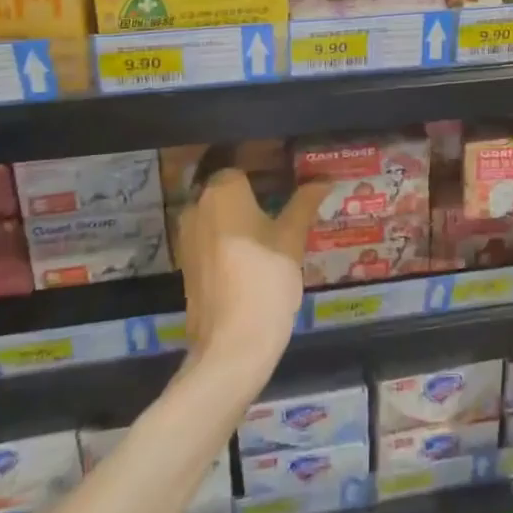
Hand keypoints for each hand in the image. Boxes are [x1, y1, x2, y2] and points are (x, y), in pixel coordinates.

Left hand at [175, 165, 319, 381]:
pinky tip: (255, 255)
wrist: (232, 346)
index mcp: (221, 191)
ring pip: (219, 216)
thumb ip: (305, 203)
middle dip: (254, 194)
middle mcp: (197, 207)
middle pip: (228, 190)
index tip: (289, 179)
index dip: (267, 171)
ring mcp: (187, 238)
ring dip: (241, 218)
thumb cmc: (265, 279)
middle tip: (287, 203)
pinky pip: (211, 240)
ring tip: (275, 228)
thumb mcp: (292, 238)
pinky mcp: (188, 266)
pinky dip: (230, 241)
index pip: (244, 166)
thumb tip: (325, 179)